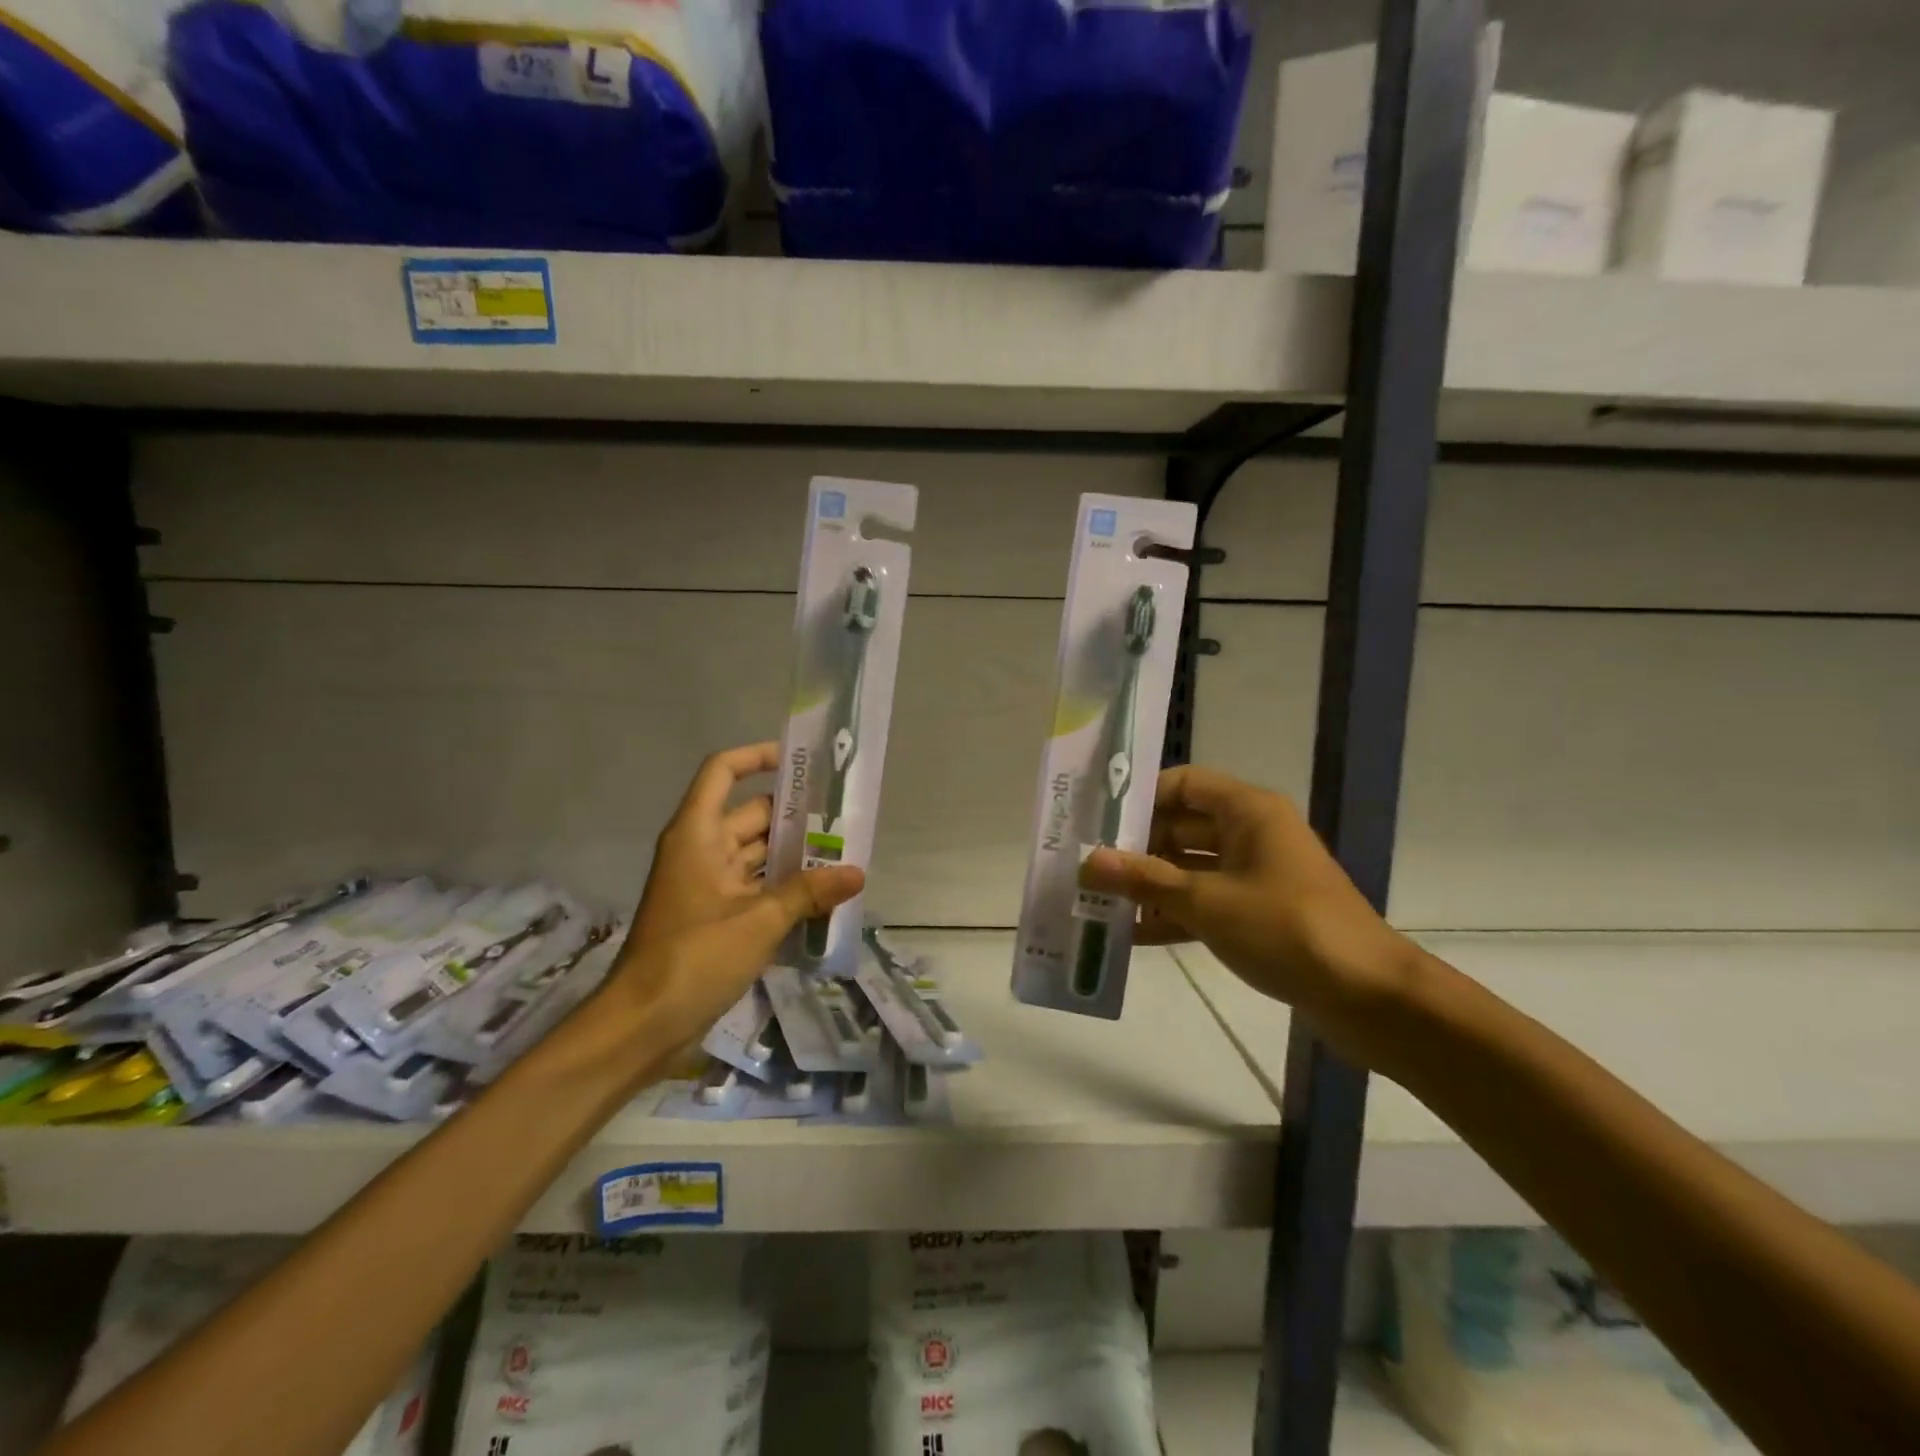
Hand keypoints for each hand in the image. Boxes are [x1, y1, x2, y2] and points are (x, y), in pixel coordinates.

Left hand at [606, 743, 863, 1052]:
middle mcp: (702, 850)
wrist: (642, 1025)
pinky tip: (824, 898)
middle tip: (845, 819)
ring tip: (844, 856)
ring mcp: (708, 885)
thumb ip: (809, 892)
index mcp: (698, 834)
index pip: (723, 772)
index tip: (801, 763)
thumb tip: (857, 873)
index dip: (757, 757)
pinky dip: (784, 889)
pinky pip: (755, 888)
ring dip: (795, 856)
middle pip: (751, 815)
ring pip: (757, 855)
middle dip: (796, 816)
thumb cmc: (694, 957)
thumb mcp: (759, 921)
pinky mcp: (715, 916)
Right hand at [1078, 765, 1416, 1064]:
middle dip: (1136, 847)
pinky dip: (1173, 916)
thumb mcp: (1207, 902)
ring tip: (1098, 902)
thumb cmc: (1286, 928)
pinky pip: (1205, 903)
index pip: (1183, 783)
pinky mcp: (1259, 914)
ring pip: (1190, 868)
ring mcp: (1257, 875)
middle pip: (1182, 826)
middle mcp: (1252, 834)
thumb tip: (1089, 862)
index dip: (1141, 797)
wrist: (1369, 997)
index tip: (1097, 820)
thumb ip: (1145, 880)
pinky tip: (1130, 936)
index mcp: (1248, 811)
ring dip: (1150, 885)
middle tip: (1088, 867)